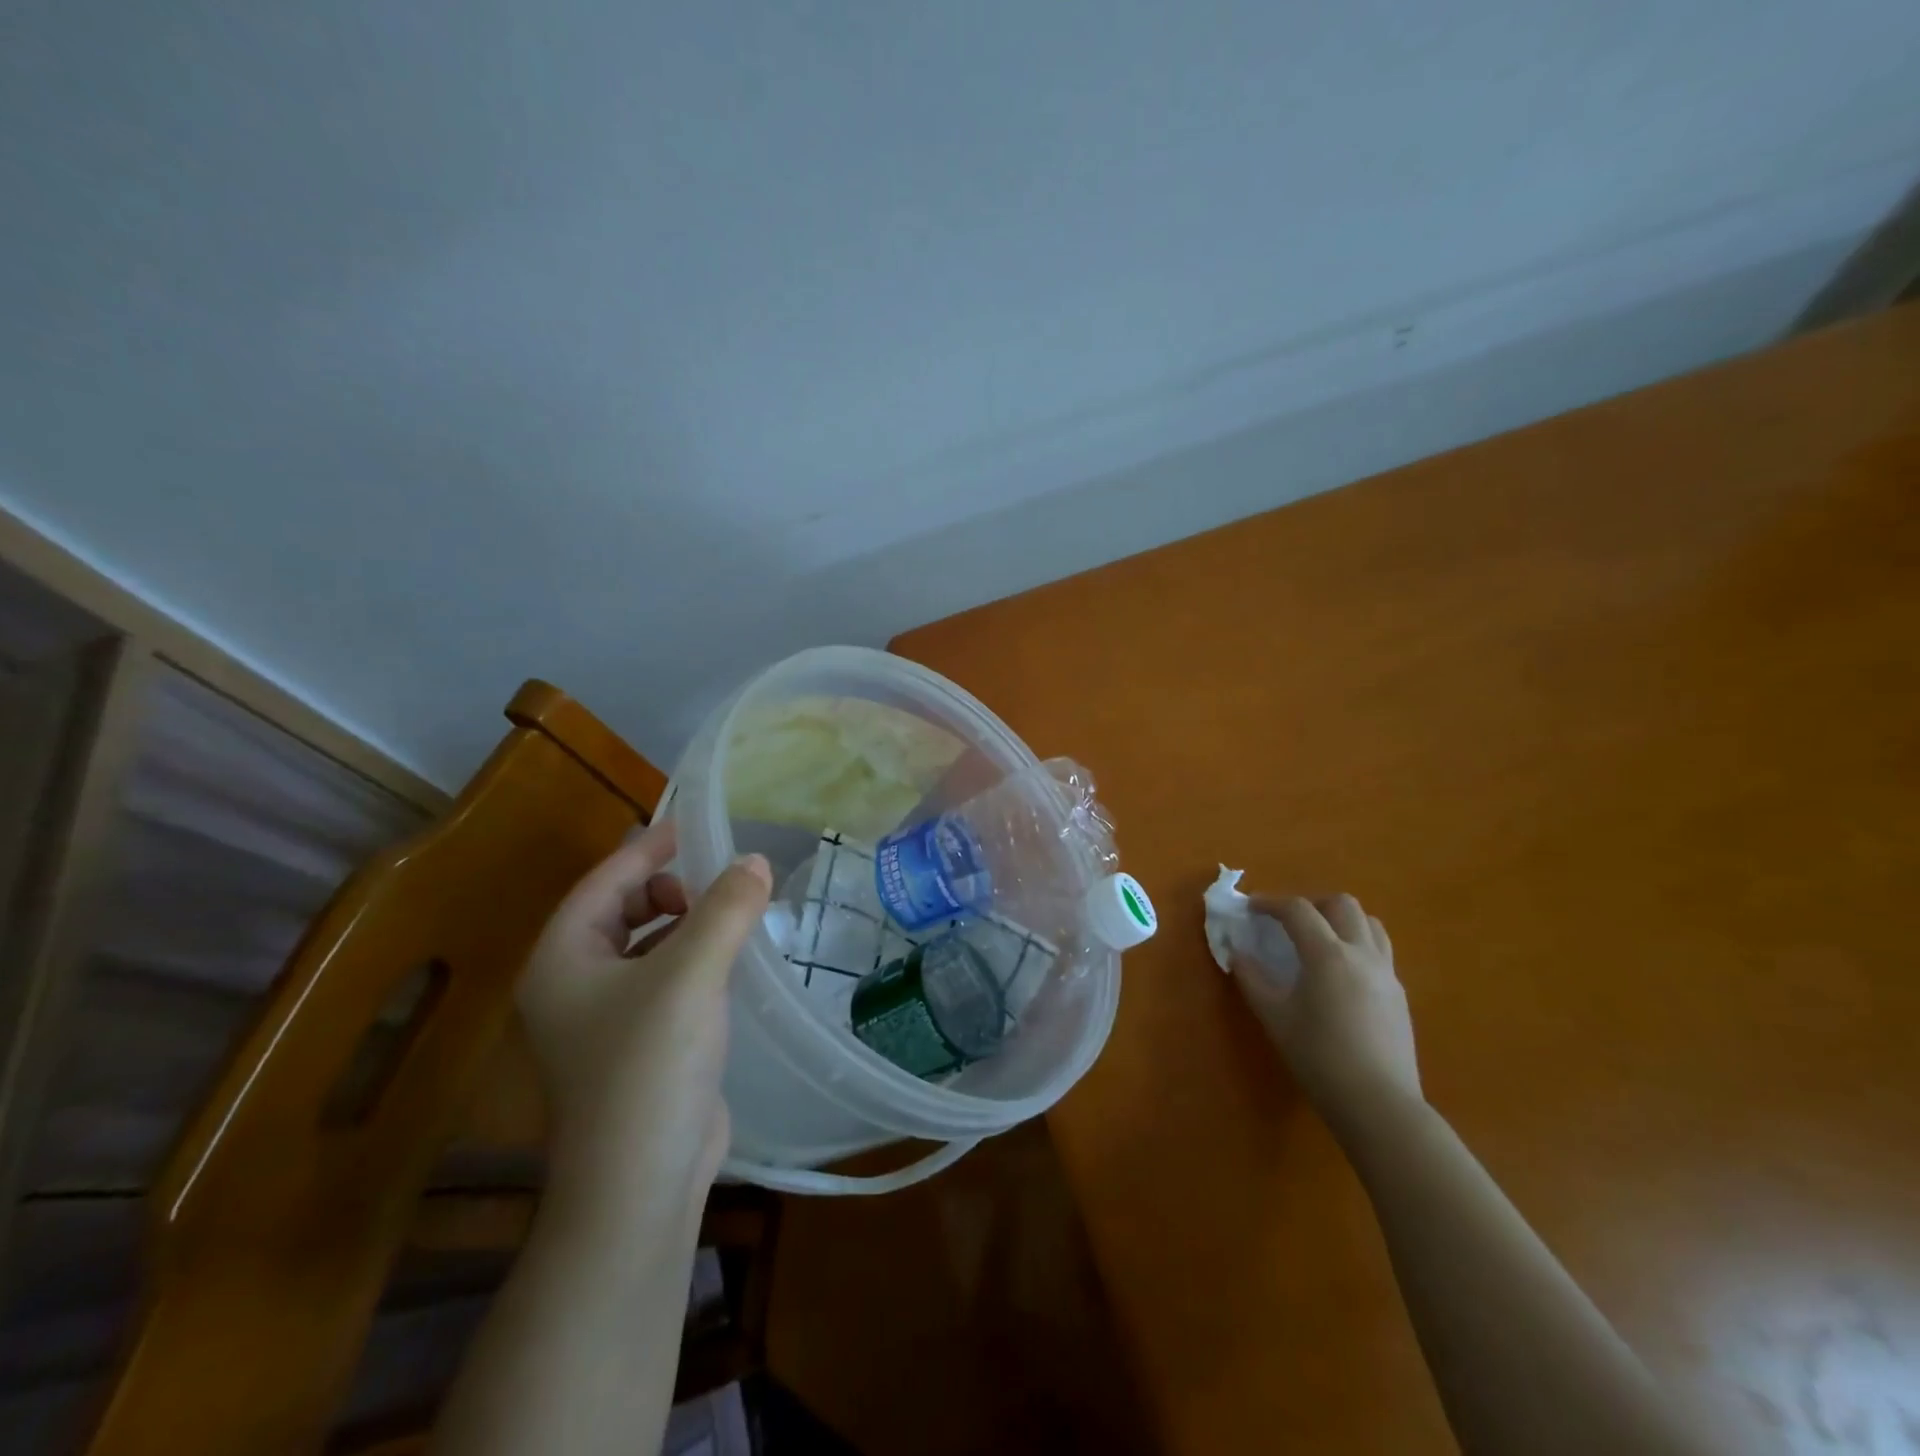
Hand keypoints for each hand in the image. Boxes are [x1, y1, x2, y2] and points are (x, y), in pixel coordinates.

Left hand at [517, 816, 771, 1226]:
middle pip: (620, 909)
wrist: (641, 1183)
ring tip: (730, 917)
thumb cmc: (650, 1065)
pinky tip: (728, 963)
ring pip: (644, 945)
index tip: (691, 827)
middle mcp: (573, 984)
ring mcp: (602, 1020)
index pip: (603, 881)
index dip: (647, 848)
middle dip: (668, 887)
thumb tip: (755, 860)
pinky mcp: (637, 1045)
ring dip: (684, 923)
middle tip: (716, 883)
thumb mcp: (691, 974)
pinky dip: (692, 958)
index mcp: (563, 959)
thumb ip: (726, 908)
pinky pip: (663, 978)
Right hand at [1232, 892, 1420, 1126]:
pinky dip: (1356, 945)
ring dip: (1340, 920)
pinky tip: (1340, 974)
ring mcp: (1387, 973)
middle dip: (1311, 904)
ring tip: (1318, 940)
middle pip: (1342, 904)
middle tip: (1288, 922)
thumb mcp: (1275, 1018)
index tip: (1250, 908)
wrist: (1379, 1104)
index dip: (1270, 903)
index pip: (1298, 910)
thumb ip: (1252, 980)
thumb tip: (1237, 954)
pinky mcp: (1399, 995)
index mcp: (1328, 955)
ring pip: (1369, 923)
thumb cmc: (1319, 1058)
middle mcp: (1362, 954)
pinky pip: (1379, 951)